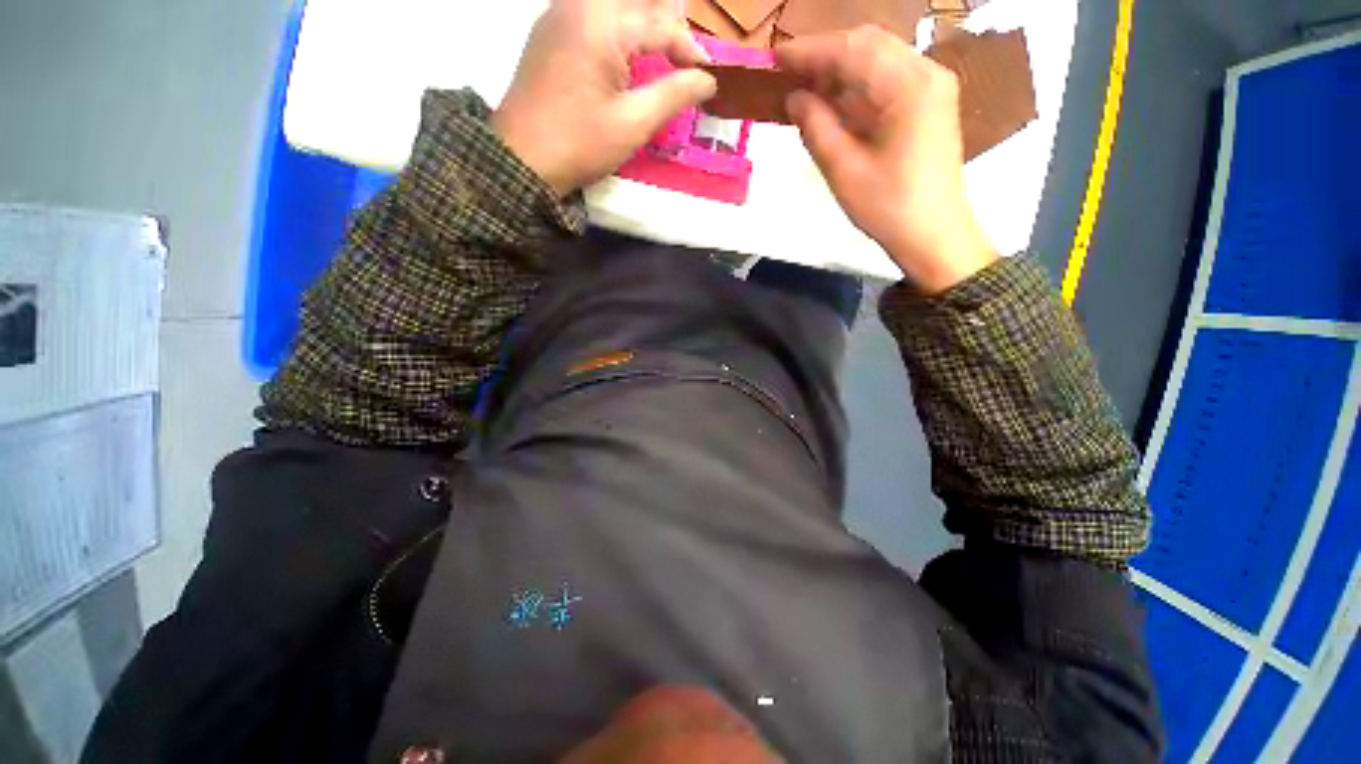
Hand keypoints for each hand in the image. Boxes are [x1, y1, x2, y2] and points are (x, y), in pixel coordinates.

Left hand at [493, 0, 717, 197]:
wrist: (521, 159)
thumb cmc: (580, 144)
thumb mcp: (633, 124)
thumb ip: (674, 94)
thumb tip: (706, 80)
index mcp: (602, 24)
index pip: (660, 24)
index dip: (689, 49)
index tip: (708, 76)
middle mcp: (578, 5)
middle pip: (636, 5)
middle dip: (666, 30)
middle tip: (684, 63)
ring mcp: (558, 15)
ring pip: (613, 8)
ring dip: (641, 27)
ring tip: (660, 57)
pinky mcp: (548, 31)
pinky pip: (591, 16)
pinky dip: (616, 31)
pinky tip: (625, 57)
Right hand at [776, 26, 996, 293]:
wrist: (932, 233)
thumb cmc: (888, 207)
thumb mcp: (844, 171)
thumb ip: (817, 127)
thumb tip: (794, 98)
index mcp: (909, 87)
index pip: (853, 51)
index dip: (810, 51)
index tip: (774, 58)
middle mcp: (926, 73)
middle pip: (868, 44)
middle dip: (824, 55)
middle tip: (787, 73)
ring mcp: (931, 86)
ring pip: (878, 58)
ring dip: (839, 68)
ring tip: (804, 86)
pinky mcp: (928, 103)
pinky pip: (887, 79)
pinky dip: (857, 84)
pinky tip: (833, 99)